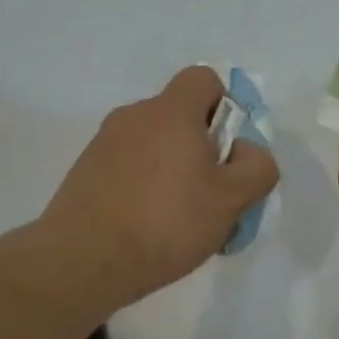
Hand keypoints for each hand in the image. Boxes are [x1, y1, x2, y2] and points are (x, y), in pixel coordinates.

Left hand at [42, 66, 279, 305]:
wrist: (82, 260)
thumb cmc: (166, 221)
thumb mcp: (231, 200)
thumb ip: (256, 167)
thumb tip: (247, 152)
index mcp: (171, 111)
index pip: (203, 78)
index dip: (225, 105)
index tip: (228, 148)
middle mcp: (135, 115)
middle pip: (180, 115)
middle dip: (202, 146)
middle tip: (211, 192)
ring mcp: (104, 142)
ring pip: (154, 143)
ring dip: (172, 168)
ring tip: (179, 218)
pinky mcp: (85, 170)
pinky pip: (128, 165)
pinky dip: (143, 184)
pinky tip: (147, 226)